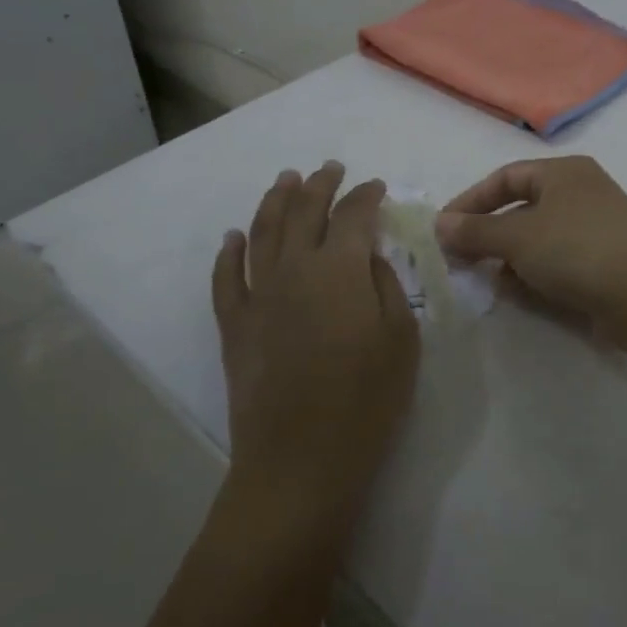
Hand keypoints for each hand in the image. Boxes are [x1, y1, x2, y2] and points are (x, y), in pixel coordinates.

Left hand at [212, 162, 418, 528]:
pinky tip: (233, 237)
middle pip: (304, 212)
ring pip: (262, 232)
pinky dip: (229, 253)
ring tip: (285, 180)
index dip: (366, 196)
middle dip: (320, 185)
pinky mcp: (234, 325)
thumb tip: (369, 257)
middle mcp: (295, 268)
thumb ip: (386, 286)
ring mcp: (258, 295)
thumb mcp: (401, 340)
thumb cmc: (366, 400)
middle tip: (329, 168)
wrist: (300, 459)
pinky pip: (226, 278)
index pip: (354, 216)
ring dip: (275, 202)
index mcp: (340, 269)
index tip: (375, 186)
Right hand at [435, 156, 626, 341]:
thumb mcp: (516, 237)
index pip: (505, 178)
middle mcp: (581, 194)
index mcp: (563, 173)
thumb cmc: (575, 250)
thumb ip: (475, 230)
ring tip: (486, 279)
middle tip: (460, 259)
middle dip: (488, 235)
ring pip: (539, 240)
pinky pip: (558, 263)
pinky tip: (518, 293)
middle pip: (522, 209)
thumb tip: (440, 224)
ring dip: (509, 258)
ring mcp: (595, 230)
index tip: (444, 228)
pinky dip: (534, 274)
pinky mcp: (604, 264)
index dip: (471, 201)